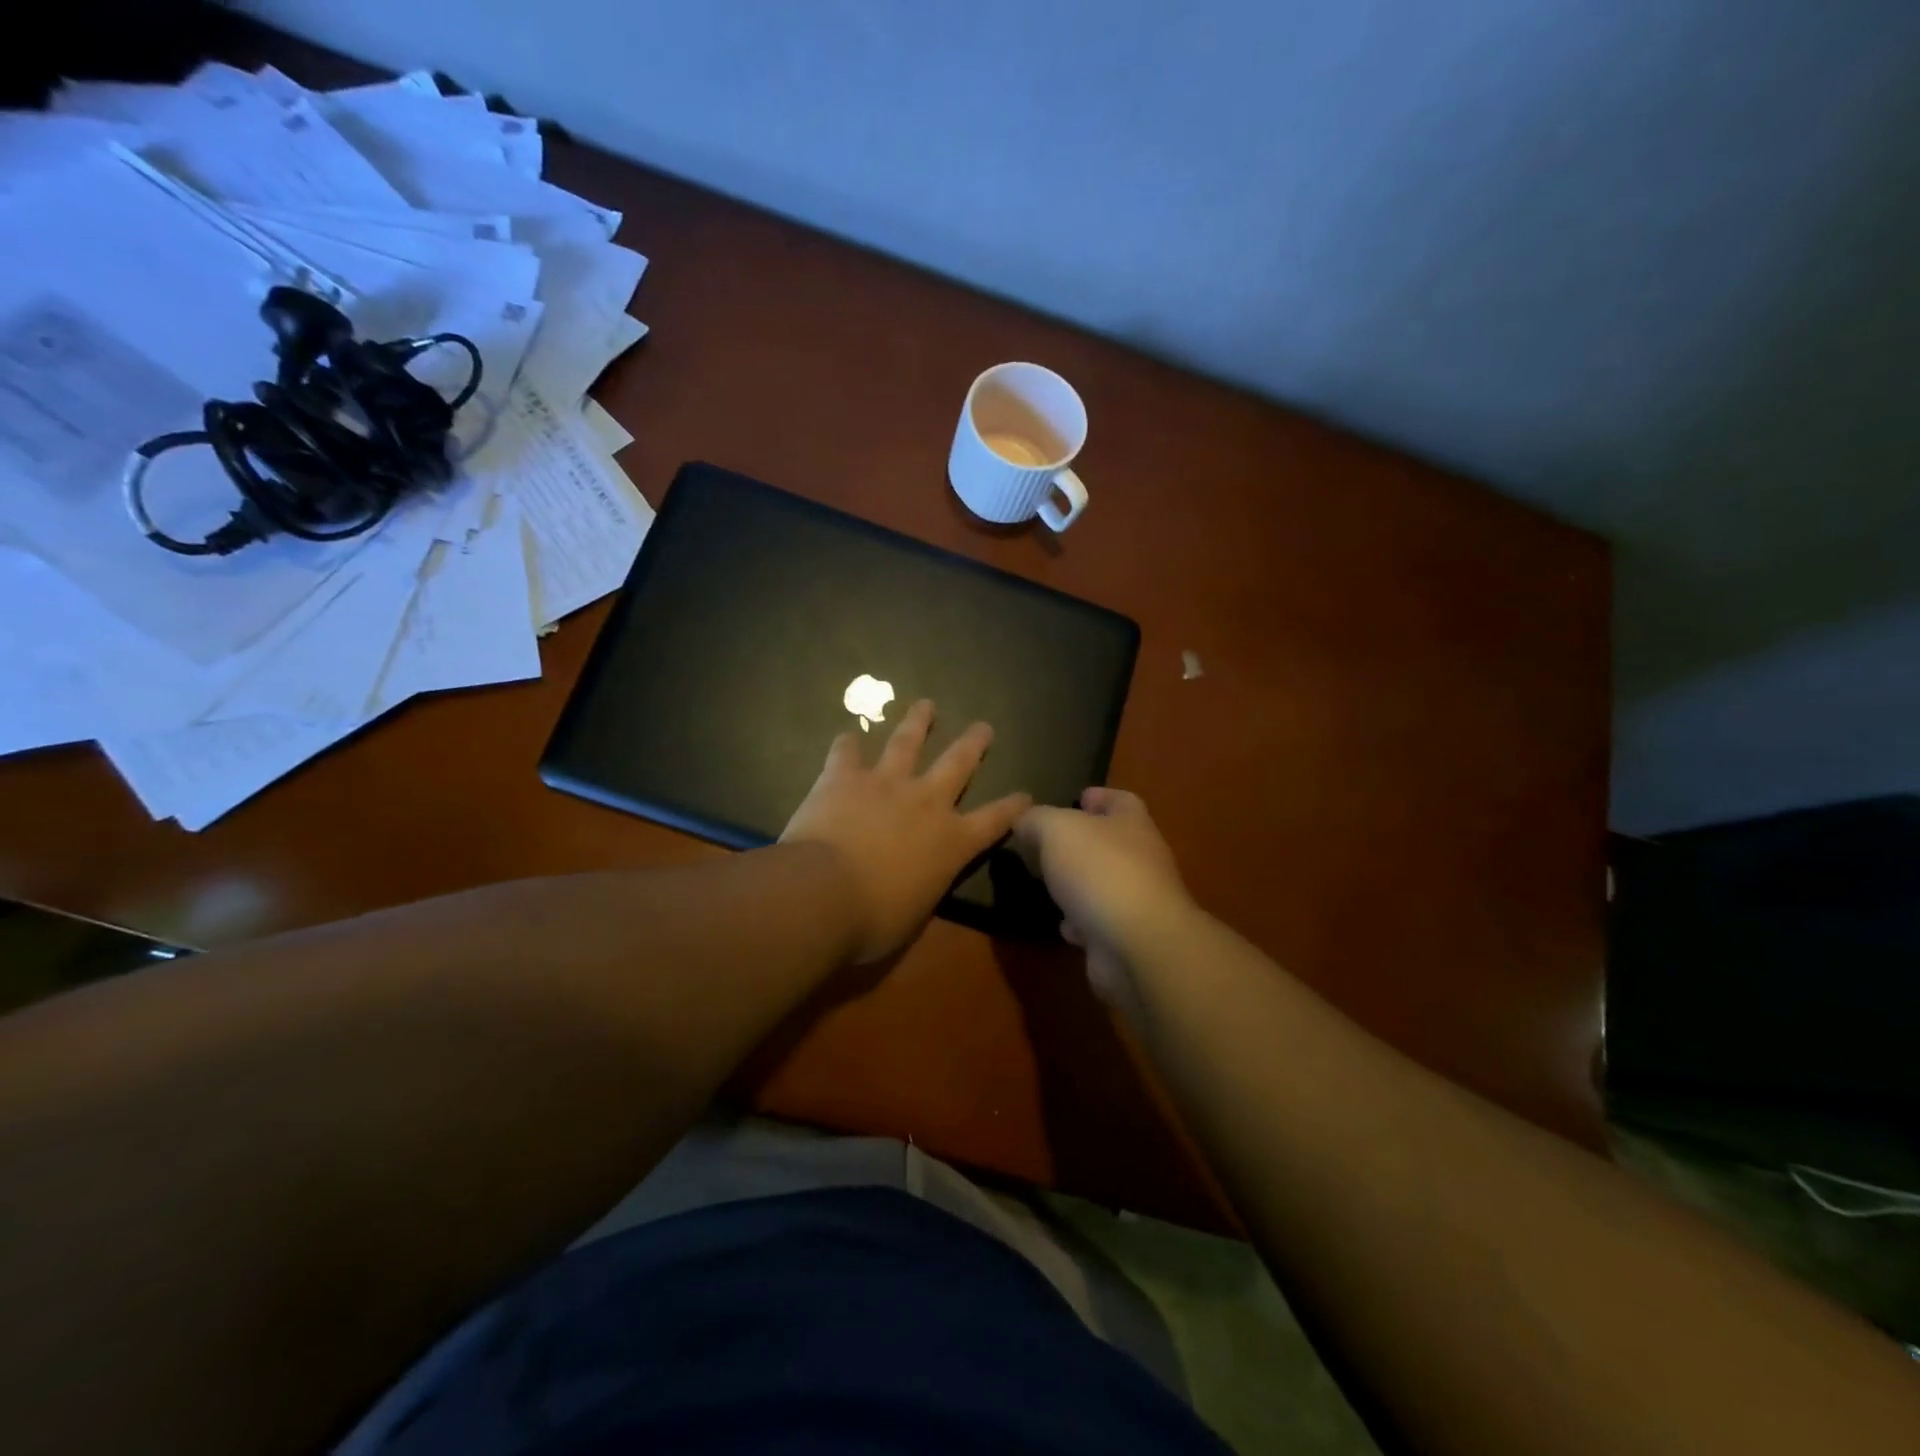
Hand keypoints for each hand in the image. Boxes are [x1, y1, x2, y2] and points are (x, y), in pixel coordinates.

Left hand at [782, 700, 1030, 962]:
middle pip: (958, 764)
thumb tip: (914, 883)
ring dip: (918, 722)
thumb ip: (922, 887)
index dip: (1012, 808)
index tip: (1026, 795)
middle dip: (973, 744)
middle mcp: (926, 802)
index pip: (994, 821)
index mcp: (951, 842)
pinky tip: (847, 735)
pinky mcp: (844, 777)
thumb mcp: (913, 913)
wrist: (824, 893)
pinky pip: (847, 752)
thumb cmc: (873, 919)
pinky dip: (847, 743)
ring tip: (926, 704)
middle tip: (983, 726)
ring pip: (907, 742)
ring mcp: (885, 783)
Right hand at [1012, 788, 1194, 1011]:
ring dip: (1080, 885)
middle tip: (1047, 844)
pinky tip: (1063, 925)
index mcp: (1132, 824)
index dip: (1100, 796)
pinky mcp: (1127, 938)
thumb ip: (1036, 820)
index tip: (1078, 798)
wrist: (1137, 945)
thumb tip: (1024, 822)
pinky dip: (1081, 923)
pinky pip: (1099, 923)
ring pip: (1104, 884)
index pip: (1121, 800)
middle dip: (1082, 843)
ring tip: (1049, 884)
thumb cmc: (1100, 871)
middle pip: (1112, 843)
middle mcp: (1142, 859)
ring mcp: (1138, 901)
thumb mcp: (1056, 829)